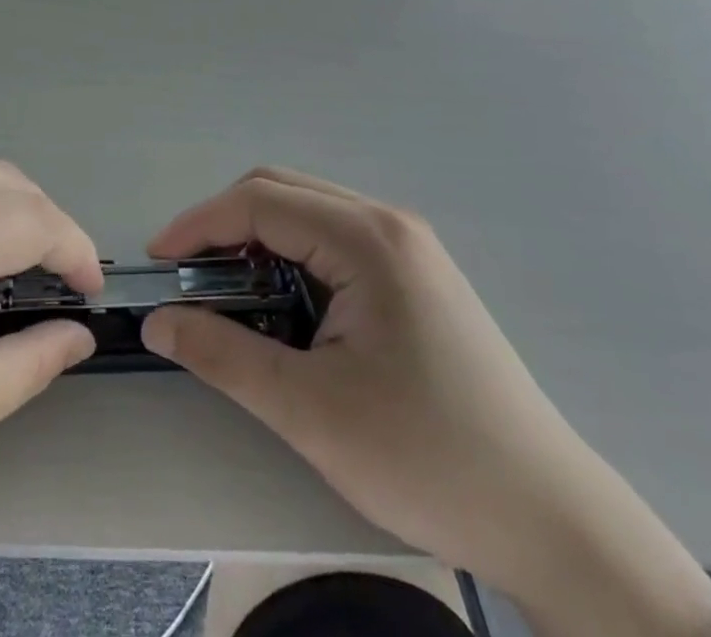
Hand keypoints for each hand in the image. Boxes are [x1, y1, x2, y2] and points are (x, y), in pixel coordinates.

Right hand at [142, 169, 710, 636]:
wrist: (552, 520)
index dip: (199, 224)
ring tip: (229, 294)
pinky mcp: (416, 274)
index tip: (158, 262)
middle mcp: (389, 223)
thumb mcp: (310, 412)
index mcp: (367, 239)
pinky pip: (334, 238)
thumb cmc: (428, 459)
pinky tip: (285, 305)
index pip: (259, 201)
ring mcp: (408, 246)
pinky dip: (291, 256)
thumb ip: (223, 356)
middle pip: (281, 191)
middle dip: (224, 225)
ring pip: (307, 212)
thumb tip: (158, 321)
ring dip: (257, 239)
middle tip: (189, 277)